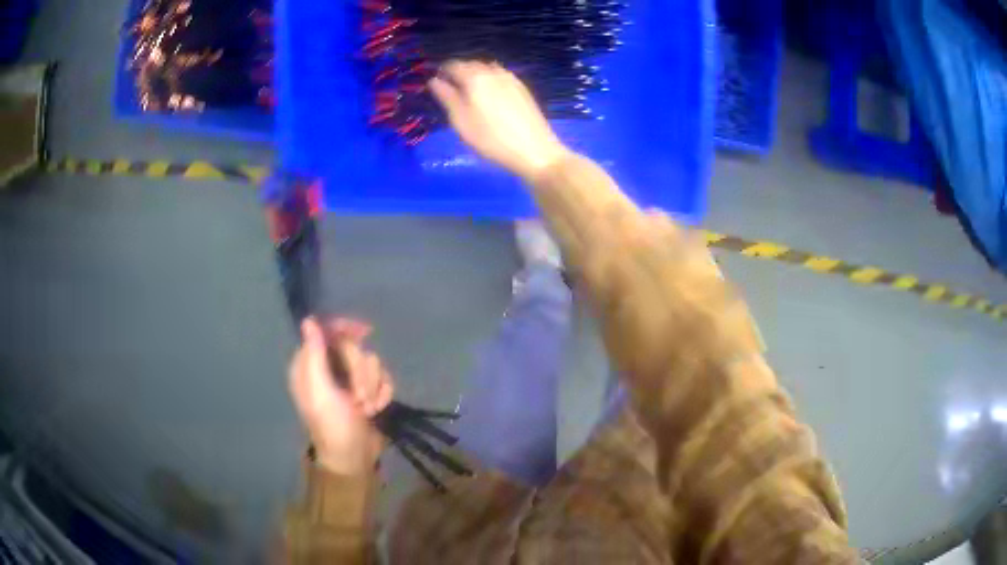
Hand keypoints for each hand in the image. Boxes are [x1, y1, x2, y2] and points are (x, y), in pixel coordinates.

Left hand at [288, 317, 394, 475]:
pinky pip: (383, 377)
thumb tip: (308, 320)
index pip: (326, 332)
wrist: (354, 458)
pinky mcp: (368, 391)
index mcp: (309, 366)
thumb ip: (315, 355)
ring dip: (373, 386)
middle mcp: (328, 369)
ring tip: (366, 408)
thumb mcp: (320, 392)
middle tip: (357, 396)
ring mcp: (349, 381)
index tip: (365, 332)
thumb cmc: (333, 426)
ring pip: (371, 362)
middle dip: (361, 372)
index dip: (345, 329)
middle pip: (353, 347)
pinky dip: (382, 393)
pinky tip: (377, 410)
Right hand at [429, 60, 569, 178]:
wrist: (535, 151)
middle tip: (451, 91)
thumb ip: (446, 97)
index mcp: (475, 77)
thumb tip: (434, 80)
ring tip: (469, 94)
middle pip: (471, 64)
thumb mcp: (461, 121)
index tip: (436, 84)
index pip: (453, 65)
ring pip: (487, 69)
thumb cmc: (491, 139)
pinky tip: (490, 97)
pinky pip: (500, 76)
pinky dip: (490, 80)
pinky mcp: (522, 88)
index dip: (442, 72)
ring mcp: (511, 79)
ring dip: (475, 76)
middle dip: (459, 73)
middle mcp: (493, 72)